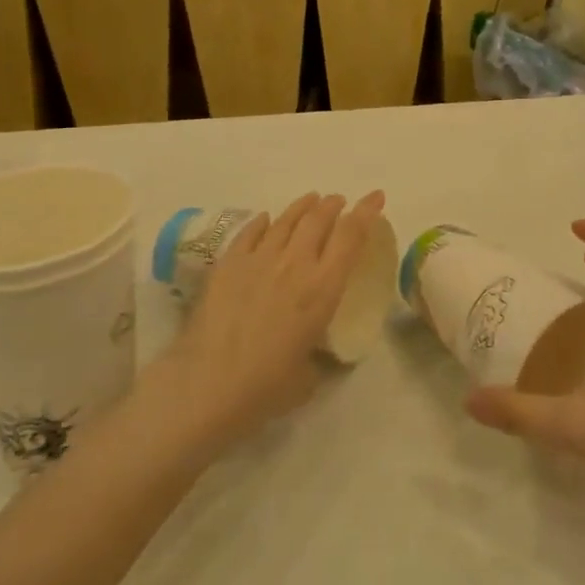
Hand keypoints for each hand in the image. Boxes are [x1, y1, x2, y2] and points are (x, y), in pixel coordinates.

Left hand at [156, 191, 385, 451]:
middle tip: (339, 202)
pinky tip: (267, 220)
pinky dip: (264, 222)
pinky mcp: (228, 264)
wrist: (207, 386)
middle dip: (334, 205)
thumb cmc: (265, 388)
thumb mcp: (308, 375)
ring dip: (303, 206)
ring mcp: (258, 259)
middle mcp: (295, 264)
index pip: (351, 236)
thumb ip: (315, 354)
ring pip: (286, 219)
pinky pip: (251, 232)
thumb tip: (311, 351)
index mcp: (323, 289)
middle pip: (319, 219)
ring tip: (311, 200)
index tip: (376, 197)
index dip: (367, 212)